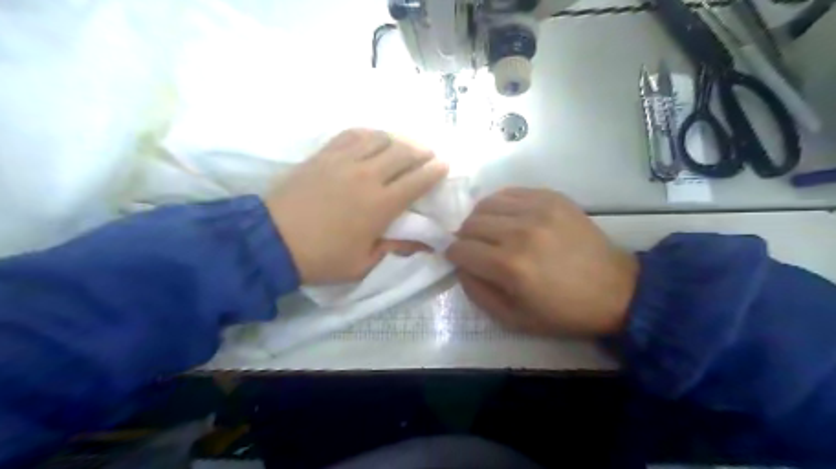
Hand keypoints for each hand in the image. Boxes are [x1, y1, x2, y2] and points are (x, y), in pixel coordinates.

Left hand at [268, 127, 449, 284]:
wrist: (272, 242)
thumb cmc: (322, 258)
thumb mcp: (363, 263)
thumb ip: (396, 249)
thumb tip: (425, 245)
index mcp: (381, 205)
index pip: (417, 180)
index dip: (435, 171)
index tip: (444, 166)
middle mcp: (367, 176)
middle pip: (403, 153)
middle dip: (422, 151)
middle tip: (428, 155)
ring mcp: (343, 161)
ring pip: (380, 138)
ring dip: (397, 140)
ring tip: (402, 146)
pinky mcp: (323, 155)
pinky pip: (352, 134)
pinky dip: (369, 133)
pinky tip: (373, 138)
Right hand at [446, 186, 637, 335]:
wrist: (615, 290)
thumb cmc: (562, 312)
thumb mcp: (513, 318)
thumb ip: (477, 292)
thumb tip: (460, 266)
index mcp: (510, 266)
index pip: (460, 249)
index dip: (453, 256)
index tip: (459, 260)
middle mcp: (520, 232)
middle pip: (470, 224)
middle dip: (464, 238)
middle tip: (475, 249)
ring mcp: (538, 210)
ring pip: (486, 204)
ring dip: (480, 220)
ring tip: (490, 232)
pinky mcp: (552, 197)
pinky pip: (510, 192)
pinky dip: (500, 205)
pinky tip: (508, 218)